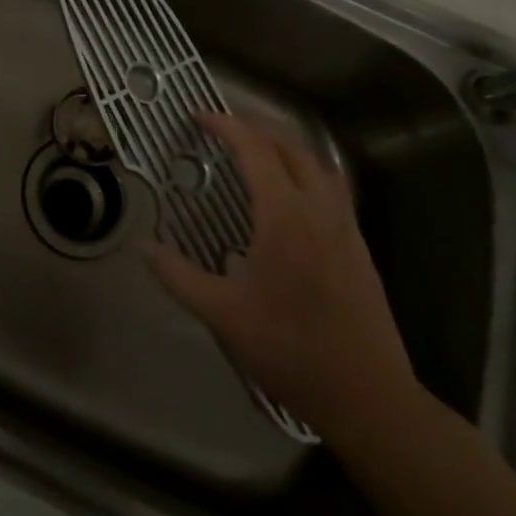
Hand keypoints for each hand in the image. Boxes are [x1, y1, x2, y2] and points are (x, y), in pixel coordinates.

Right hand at [153, 112, 415, 433]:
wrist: (369, 397)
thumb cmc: (290, 350)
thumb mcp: (222, 315)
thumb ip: (179, 276)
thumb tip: (146, 247)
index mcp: (284, 216)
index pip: (254, 149)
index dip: (224, 125)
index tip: (198, 117)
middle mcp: (318, 208)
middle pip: (289, 145)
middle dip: (254, 127)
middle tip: (222, 129)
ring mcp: (345, 225)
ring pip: (317, 162)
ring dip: (284, 144)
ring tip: (256, 151)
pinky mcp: (359, 245)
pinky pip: (332, 186)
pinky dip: (306, 169)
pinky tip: (290, 194)